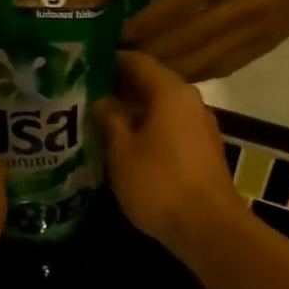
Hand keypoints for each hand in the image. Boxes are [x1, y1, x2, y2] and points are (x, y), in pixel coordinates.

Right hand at [94, 53, 244, 256]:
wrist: (207, 227)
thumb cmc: (159, 183)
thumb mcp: (122, 151)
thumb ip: (109, 119)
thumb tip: (101, 100)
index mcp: (170, 92)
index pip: (137, 61)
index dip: (109, 61)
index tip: (82, 67)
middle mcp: (190, 103)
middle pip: (150, 85)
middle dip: (118, 90)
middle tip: (83, 97)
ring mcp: (200, 129)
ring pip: (160, 110)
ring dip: (132, 114)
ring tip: (98, 123)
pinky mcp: (202, 153)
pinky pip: (169, 131)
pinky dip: (147, 133)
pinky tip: (124, 148)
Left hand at [124, 0, 288, 80]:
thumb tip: (157, 16)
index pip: (178, 5)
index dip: (147, 25)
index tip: (121, 37)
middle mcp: (240, 7)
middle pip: (186, 40)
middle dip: (151, 54)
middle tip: (121, 64)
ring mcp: (253, 32)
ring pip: (202, 61)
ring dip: (169, 72)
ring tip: (141, 78)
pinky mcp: (262, 49)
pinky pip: (221, 69)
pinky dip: (195, 75)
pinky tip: (175, 82)